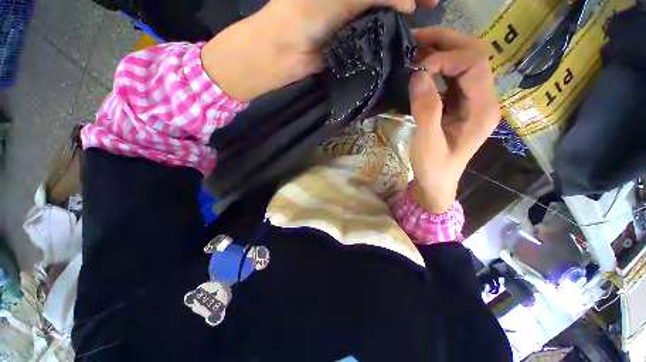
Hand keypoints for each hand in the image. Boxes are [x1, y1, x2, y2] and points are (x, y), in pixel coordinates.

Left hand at [202, 0, 437, 101]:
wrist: (286, 50)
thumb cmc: (307, 14)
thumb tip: (409, 2)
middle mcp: (355, 0)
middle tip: (432, 7)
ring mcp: (353, 22)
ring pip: (384, 16)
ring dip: (402, 19)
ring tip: (420, 25)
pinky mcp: (351, 45)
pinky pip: (373, 38)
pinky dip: (387, 38)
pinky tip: (400, 40)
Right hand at [408, 27, 499, 212]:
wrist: (437, 183)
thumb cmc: (434, 168)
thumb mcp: (427, 142)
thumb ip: (426, 109)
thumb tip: (418, 75)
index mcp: (483, 109)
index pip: (474, 64)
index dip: (446, 57)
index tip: (417, 66)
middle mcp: (485, 99)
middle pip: (475, 55)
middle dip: (447, 42)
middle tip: (417, 39)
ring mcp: (474, 101)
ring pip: (466, 62)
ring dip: (443, 51)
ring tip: (416, 49)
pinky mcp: (461, 105)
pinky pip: (454, 77)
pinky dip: (438, 67)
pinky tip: (422, 68)